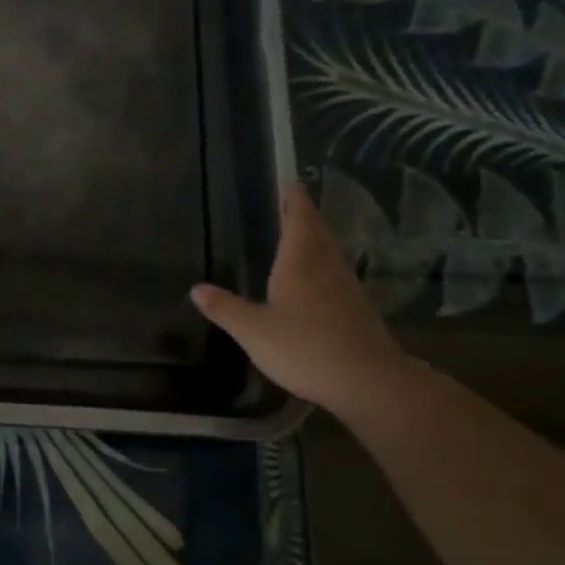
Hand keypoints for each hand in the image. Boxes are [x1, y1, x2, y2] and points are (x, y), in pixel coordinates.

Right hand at [190, 184, 411, 417]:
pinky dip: (325, 266)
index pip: (298, 220)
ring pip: (330, 253)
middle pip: (318, 232)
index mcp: (299, 263)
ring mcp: (346, 289)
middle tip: (294, 203)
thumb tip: (196, 289)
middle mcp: (326, 268)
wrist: (367, 381)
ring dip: (318, 239)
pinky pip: (337, 275)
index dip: (294, 201)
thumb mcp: (253, 331)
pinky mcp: (357, 310)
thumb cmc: (305, 348)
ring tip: (304, 235)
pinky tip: (318, 280)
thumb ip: (225, 309)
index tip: (291, 183)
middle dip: (306, 216)